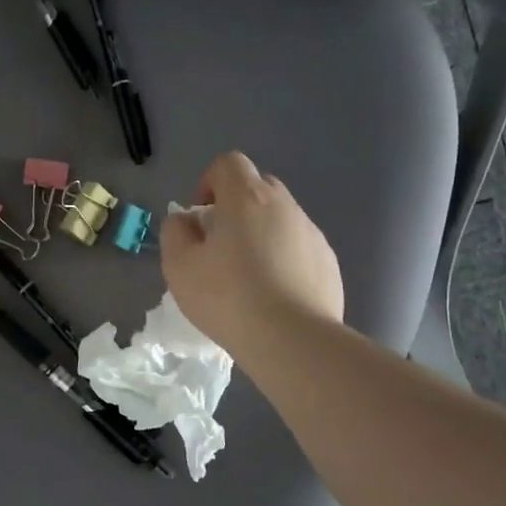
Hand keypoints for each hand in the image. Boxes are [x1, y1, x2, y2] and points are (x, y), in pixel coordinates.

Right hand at [160, 152, 342, 356]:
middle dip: (236, 207)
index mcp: (247, 198)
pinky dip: (285, 260)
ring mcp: (312, 234)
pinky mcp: (329, 263)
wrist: (294, 341)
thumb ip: (175, 233)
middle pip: (258, 187)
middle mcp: (285, 206)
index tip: (201, 216)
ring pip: (281, 219)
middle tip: (220, 245)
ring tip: (248, 277)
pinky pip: (300, 248)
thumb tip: (186, 221)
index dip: (209, 182)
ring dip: (262, 234)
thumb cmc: (229, 298)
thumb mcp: (180, 267)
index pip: (229, 164)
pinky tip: (275, 296)